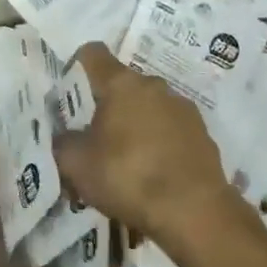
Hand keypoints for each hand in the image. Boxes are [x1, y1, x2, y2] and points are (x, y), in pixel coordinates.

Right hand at [53, 43, 240, 249]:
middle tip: (95, 137)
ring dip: (136, 124)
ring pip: (149, 107)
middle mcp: (153, 85)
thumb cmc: (128, 177)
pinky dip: (160, 143)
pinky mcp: (203, 133)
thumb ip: (63, 142)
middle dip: (107, 105)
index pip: (93, 54)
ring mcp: (182, 108)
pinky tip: (154, 173)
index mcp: (120, 83)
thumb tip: (64, 136)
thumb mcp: (77, 165)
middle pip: (122, 84)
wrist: (194, 212)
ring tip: (127, 161)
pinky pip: (171, 130)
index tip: (70, 90)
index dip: (78, 66)